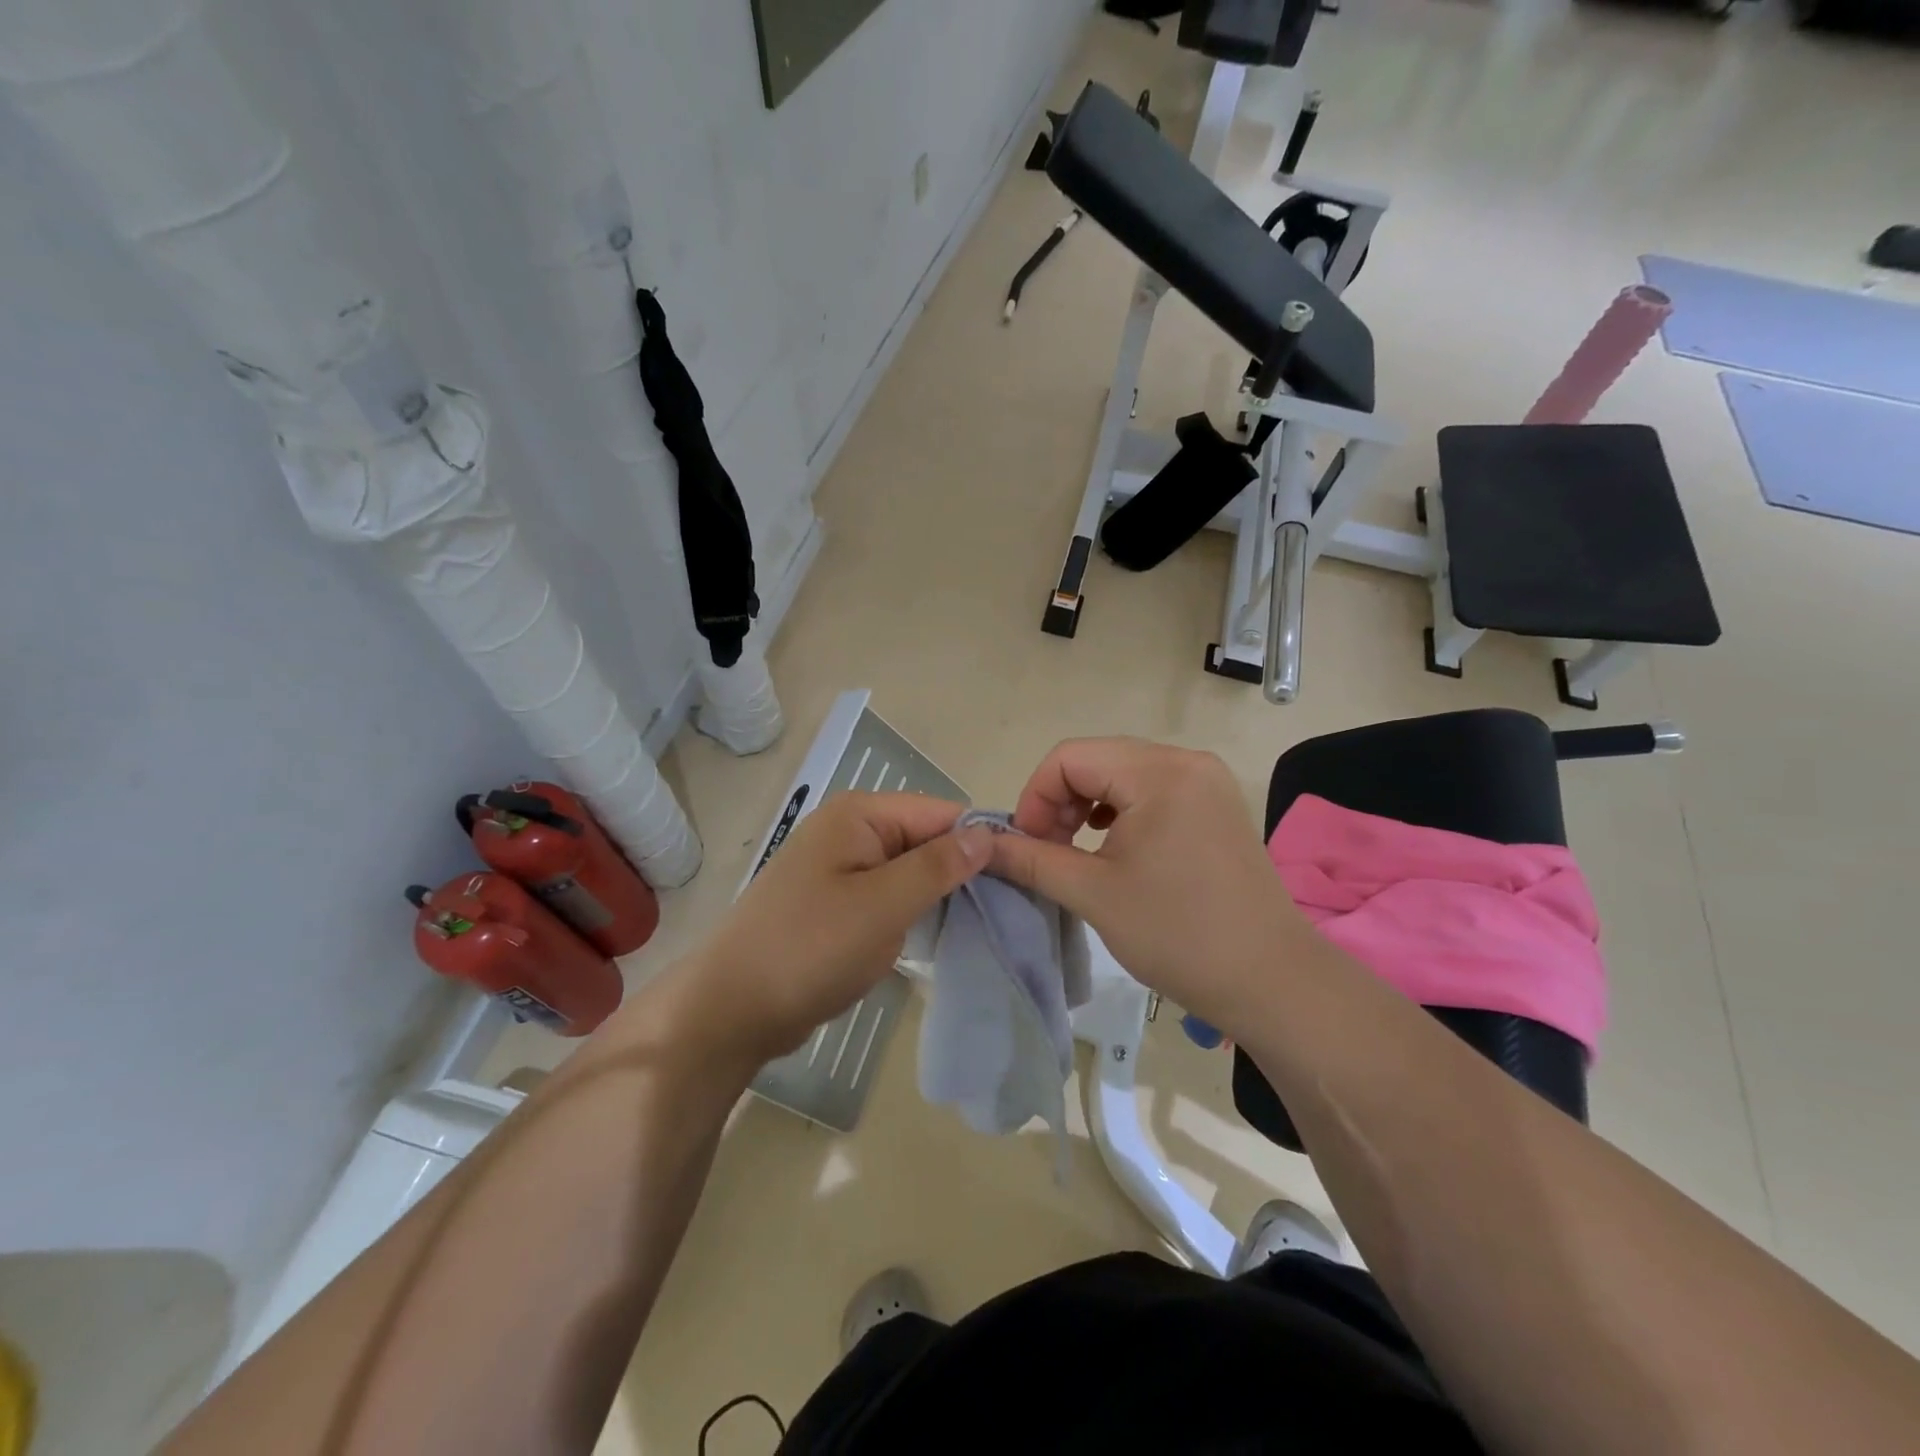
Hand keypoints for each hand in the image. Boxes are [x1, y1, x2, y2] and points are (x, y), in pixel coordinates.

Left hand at [657, 793, 993, 1067]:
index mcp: (859, 815)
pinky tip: (939, 937)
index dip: (979, 840)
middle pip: (924, 840)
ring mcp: (840, 869)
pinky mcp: (835, 905)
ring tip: (985, 925)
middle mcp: (849, 832)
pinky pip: (887, 897)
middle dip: (960, 872)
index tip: (1021, 877)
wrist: (732, 1010)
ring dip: (938, 897)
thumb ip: (937, 866)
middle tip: (1009, 910)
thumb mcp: (883, 905)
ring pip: (908, 872)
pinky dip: (912, 914)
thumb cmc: (810, 948)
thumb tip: (986, 834)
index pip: (939, 812)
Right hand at [987, 737, 1311, 1030]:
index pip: (1070, 757)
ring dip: (1086, 806)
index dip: (1035, 796)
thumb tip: (983, 845)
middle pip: (1097, 760)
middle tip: (1046, 852)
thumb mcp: (1093, 894)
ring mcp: (1207, 783)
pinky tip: (1112, 846)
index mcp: (1159, 772)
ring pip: (1123, 775)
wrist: (1272, 982)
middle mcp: (1186, 762)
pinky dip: (1120, 813)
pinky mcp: (1217, 806)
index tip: (1025, 846)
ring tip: (1074, 851)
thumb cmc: (1178, 935)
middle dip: (1059, 802)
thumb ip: (1032, 860)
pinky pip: (1152, 792)